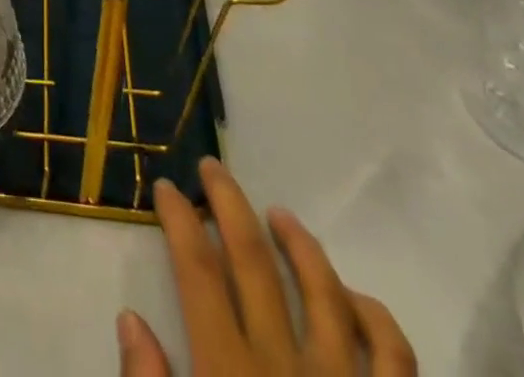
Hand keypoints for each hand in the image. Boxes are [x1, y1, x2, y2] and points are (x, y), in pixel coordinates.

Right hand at [118, 159, 414, 376]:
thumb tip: (130, 319)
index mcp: (231, 375)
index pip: (198, 271)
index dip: (180, 220)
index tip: (166, 188)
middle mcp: (286, 368)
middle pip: (253, 259)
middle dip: (229, 204)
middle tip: (211, 167)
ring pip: (323, 289)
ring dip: (298, 242)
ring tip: (277, 214)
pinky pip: (393, 353)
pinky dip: (372, 313)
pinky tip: (352, 295)